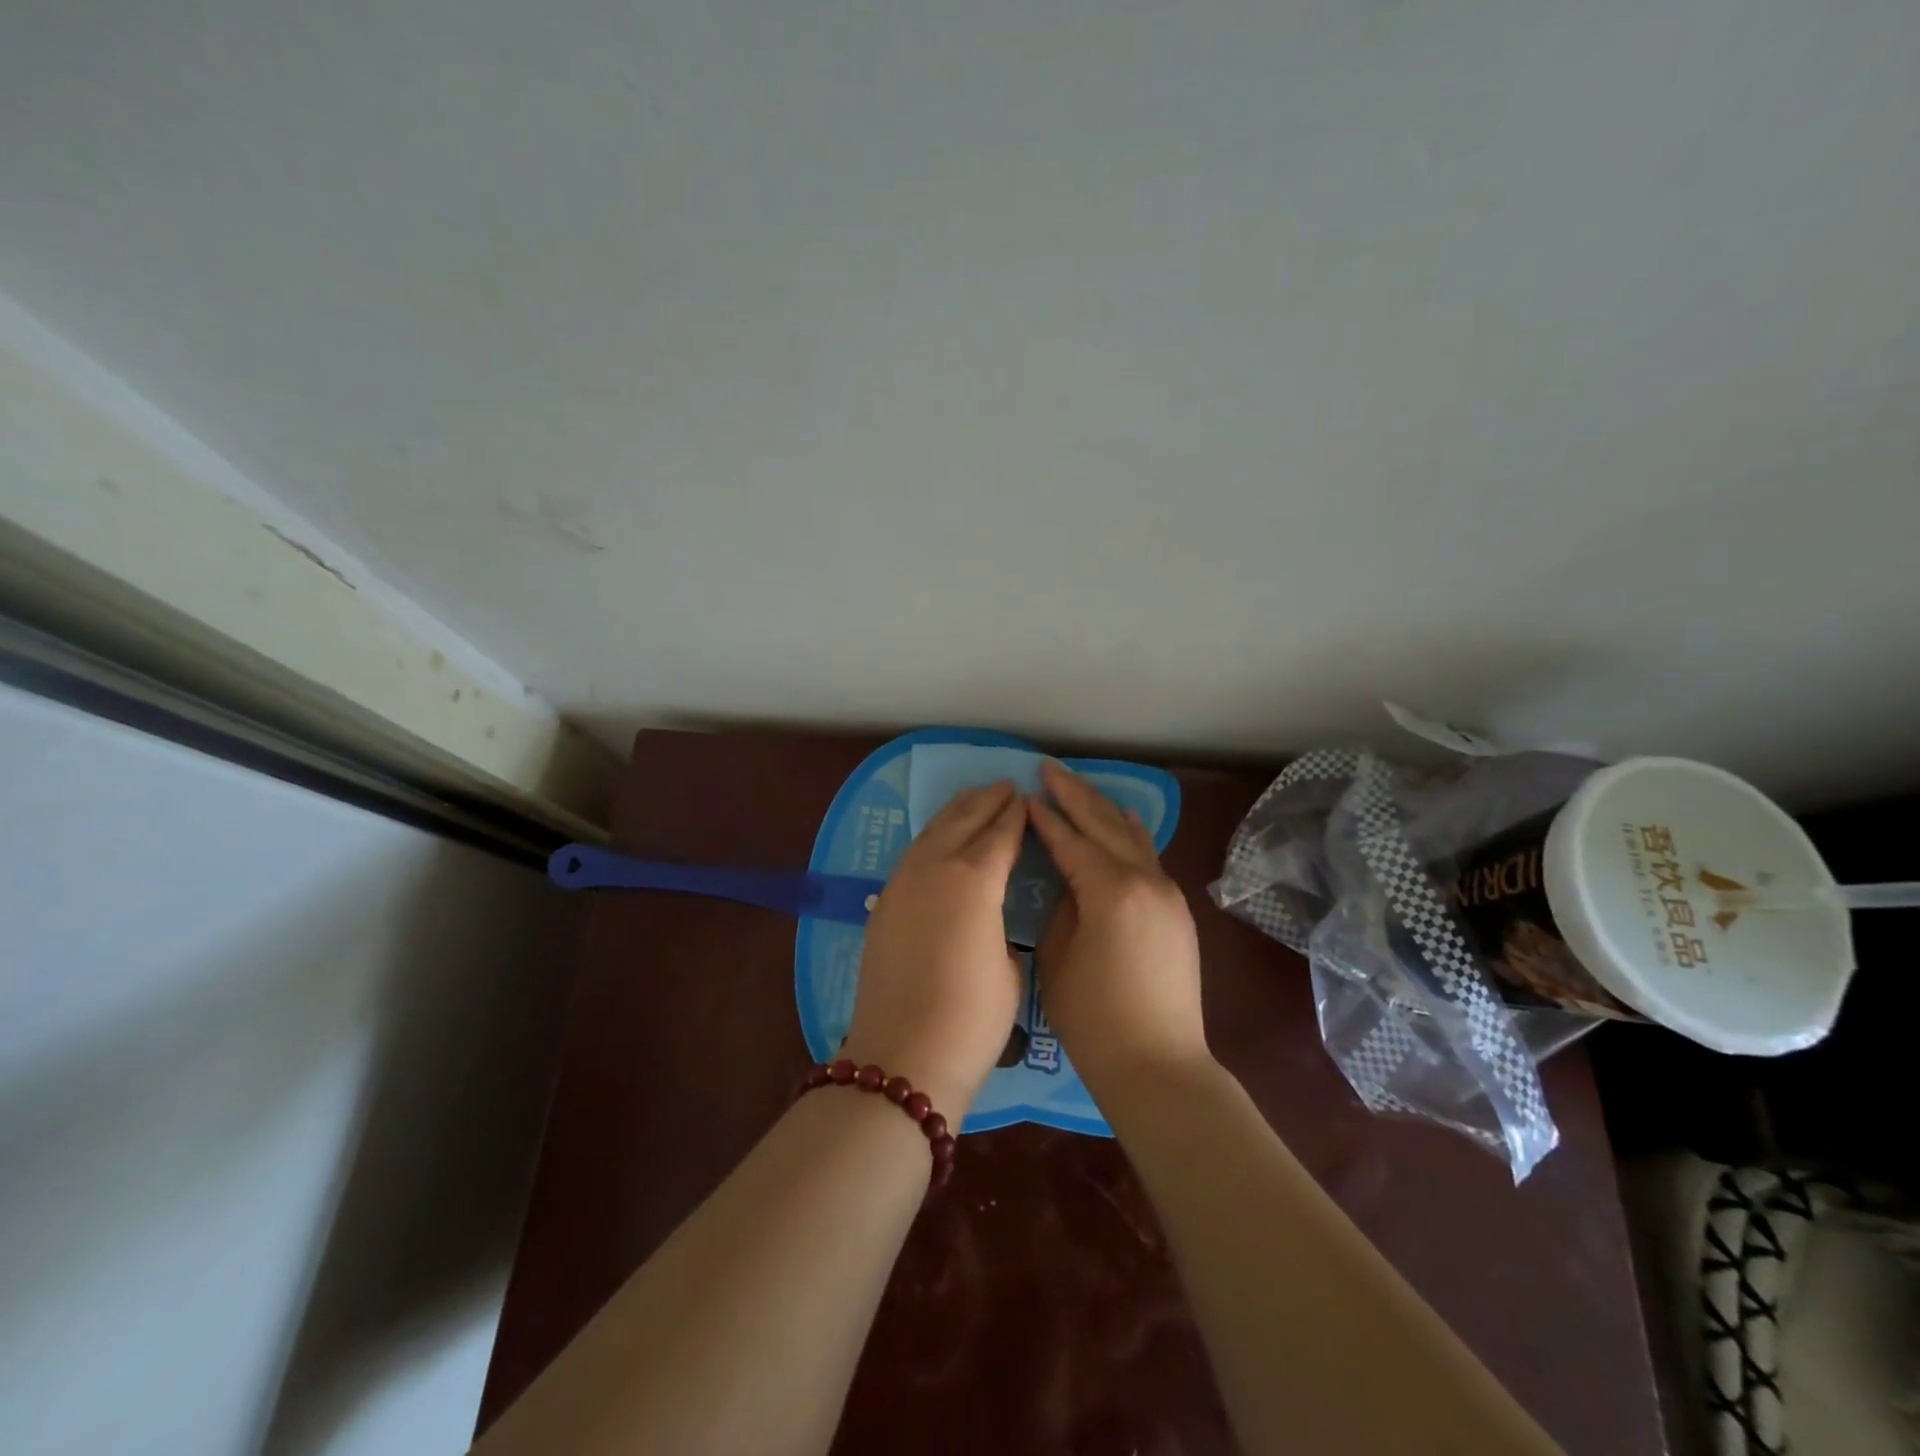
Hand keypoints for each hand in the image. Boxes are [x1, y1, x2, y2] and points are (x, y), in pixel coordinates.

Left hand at [840, 781, 1025, 1114]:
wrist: (903, 1057)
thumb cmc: (972, 1020)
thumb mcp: (1010, 971)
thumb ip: (1002, 929)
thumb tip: (991, 920)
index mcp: (974, 880)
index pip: (1000, 835)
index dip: (1015, 815)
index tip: (1025, 798)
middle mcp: (935, 868)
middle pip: (962, 821)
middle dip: (985, 801)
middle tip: (1004, 787)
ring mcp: (902, 884)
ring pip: (932, 832)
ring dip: (955, 813)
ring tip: (972, 799)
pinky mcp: (883, 904)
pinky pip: (913, 855)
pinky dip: (932, 838)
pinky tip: (939, 840)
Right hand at [1029, 760, 1208, 1095]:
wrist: (1158, 1065)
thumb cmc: (1094, 1018)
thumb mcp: (1058, 957)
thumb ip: (1061, 907)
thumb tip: (1068, 881)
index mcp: (1110, 889)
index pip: (1070, 840)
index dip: (1044, 817)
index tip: (1024, 794)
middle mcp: (1145, 880)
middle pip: (1104, 824)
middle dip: (1074, 794)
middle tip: (1048, 768)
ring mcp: (1167, 893)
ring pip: (1131, 835)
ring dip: (1103, 808)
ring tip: (1078, 786)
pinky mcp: (1176, 910)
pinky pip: (1148, 856)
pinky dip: (1128, 834)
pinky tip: (1121, 821)